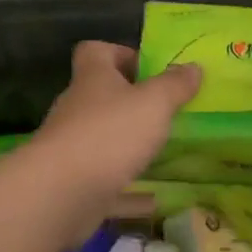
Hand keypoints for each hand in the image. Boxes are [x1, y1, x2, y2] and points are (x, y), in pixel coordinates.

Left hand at [29, 42, 200, 209]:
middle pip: (100, 95)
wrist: (58, 195)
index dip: (121, 53)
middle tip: (166, 111)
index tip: (149, 69)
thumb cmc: (109, 134)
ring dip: (129, 143)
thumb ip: (175, 85)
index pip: (96, 51)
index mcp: (93, 79)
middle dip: (131, 101)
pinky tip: (154, 199)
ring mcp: (72, 147)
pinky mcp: (73, 183)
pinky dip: (128, 189)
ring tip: (163, 150)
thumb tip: (193, 67)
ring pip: (103, 138)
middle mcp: (77, 108)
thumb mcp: (154, 103)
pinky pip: (106, 181)